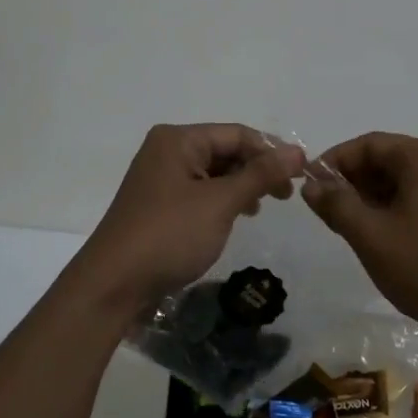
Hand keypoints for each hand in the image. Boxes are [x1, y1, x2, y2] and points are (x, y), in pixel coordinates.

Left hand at [75, 124, 305, 306]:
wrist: (113, 284)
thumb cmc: (169, 235)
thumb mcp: (220, 203)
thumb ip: (260, 175)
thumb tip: (298, 152)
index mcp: (178, 139)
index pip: (237, 133)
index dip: (272, 151)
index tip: (303, 173)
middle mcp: (167, 150)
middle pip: (225, 149)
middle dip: (257, 168)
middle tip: (288, 195)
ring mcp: (160, 177)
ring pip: (214, 172)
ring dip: (242, 185)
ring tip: (267, 205)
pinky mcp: (159, 203)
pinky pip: (200, 191)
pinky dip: (223, 199)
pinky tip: (239, 215)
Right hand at [303, 132, 417, 354]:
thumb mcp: (371, 235)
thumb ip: (336, 204)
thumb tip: (311, 185)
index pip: (367, 144)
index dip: (333, 161)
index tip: (307, 187)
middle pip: (383, 159)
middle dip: (349, 182)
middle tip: (323, 212)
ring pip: (396, 181)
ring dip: (366, 198)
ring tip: (344, 228)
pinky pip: (412, 198)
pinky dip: (388, 210)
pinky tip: (373, 237)